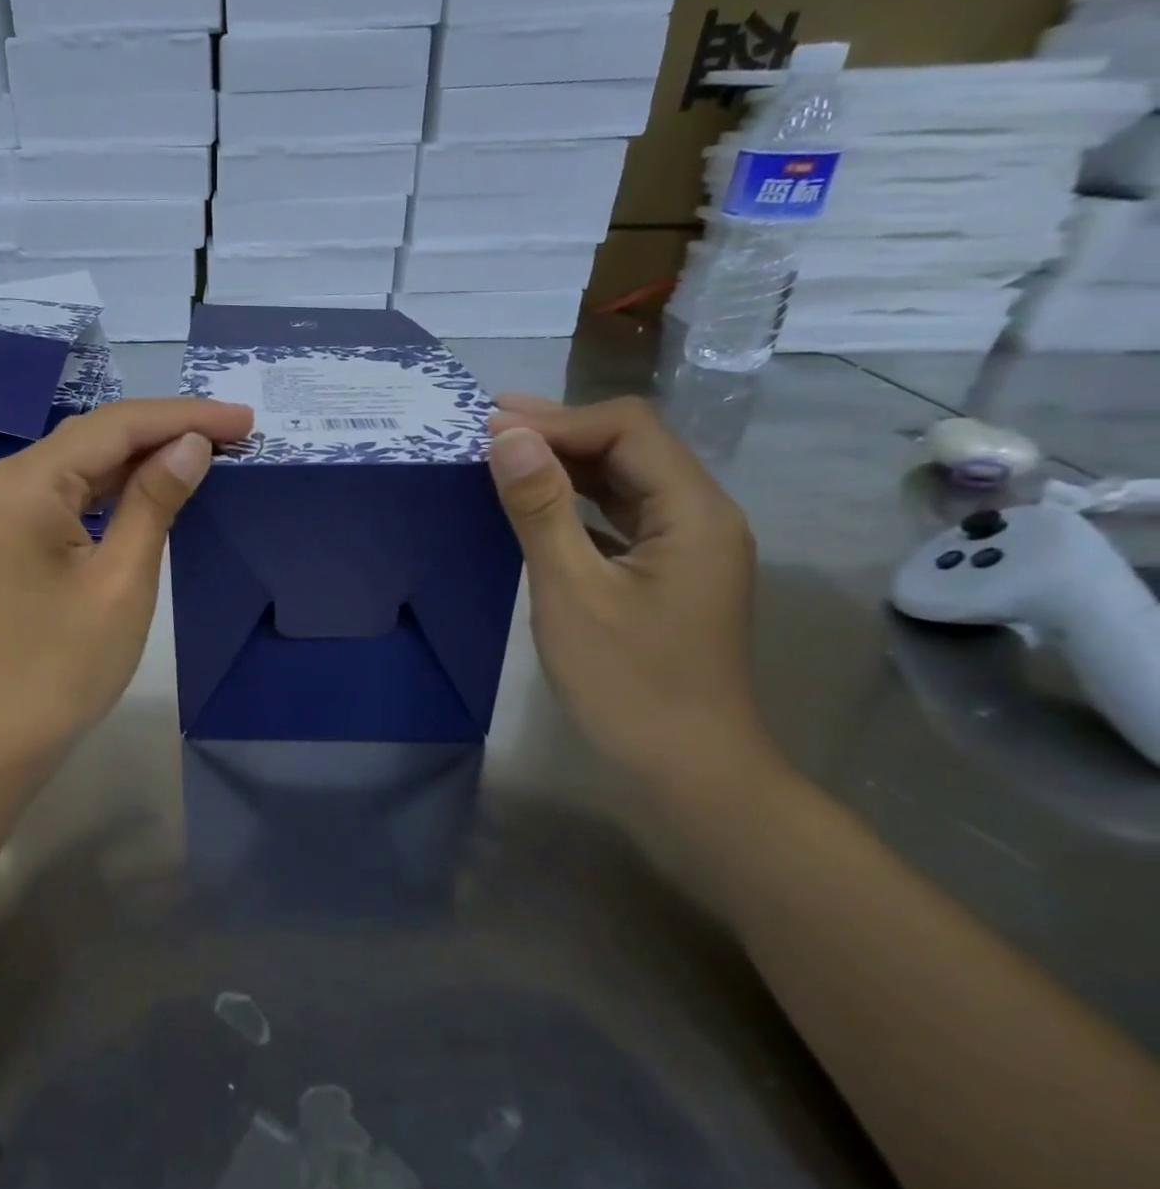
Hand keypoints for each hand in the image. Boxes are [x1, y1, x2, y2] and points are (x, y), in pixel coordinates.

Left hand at [0, 397, 254, 768]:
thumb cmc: (62, 666)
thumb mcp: (122, 580)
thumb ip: (155, 501)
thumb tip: (191, 445)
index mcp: (26, 482)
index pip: (116, 426)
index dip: (184, 417)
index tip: (244, 419)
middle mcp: (6, 482)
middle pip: (96, 437)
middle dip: (166, 431)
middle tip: (235, 433)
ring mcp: (2, 511)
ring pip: (82, 465)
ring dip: (142, 458)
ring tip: (206, 453)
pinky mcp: (10, 538)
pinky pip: (68, 496)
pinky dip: (114, 489)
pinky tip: (152, 489)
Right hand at [487, 395, 776, 789]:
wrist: (688, 768)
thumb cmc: (627, 682)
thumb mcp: (572, 592)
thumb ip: (540, 509)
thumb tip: (507, 437)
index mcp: (692, 511)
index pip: (627, 430)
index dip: (557, 420)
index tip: (491, 427)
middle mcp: (701, 515)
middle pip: (632, 447)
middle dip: (560, 432)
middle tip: (489, 428)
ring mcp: (688, 546)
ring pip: (626, 480)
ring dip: (567, 464)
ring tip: (505, 455)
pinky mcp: (669, 572)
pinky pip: (622, 516)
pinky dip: (578, 501)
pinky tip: (539, 506)